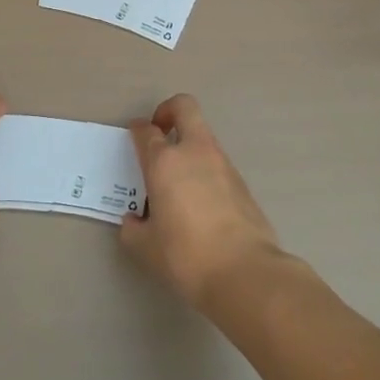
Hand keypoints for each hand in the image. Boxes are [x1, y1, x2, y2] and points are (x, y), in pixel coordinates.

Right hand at [120, 94, 285, 309]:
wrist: (245, 272)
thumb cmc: (186, 256)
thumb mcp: (146, 248)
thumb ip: (134, 229)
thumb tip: (134, 221)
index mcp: (164, 162)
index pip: (147, 131)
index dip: (137, 130)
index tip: (134, 136)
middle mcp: (194, 152)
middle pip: (184, 107)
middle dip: (169, 111)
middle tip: (160, 133)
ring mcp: (223, 164)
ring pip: (203, 136)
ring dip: (189, 145)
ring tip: (178, 180)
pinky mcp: (242, 182)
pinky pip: (217, 163)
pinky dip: (205, 170)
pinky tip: (199, 202)